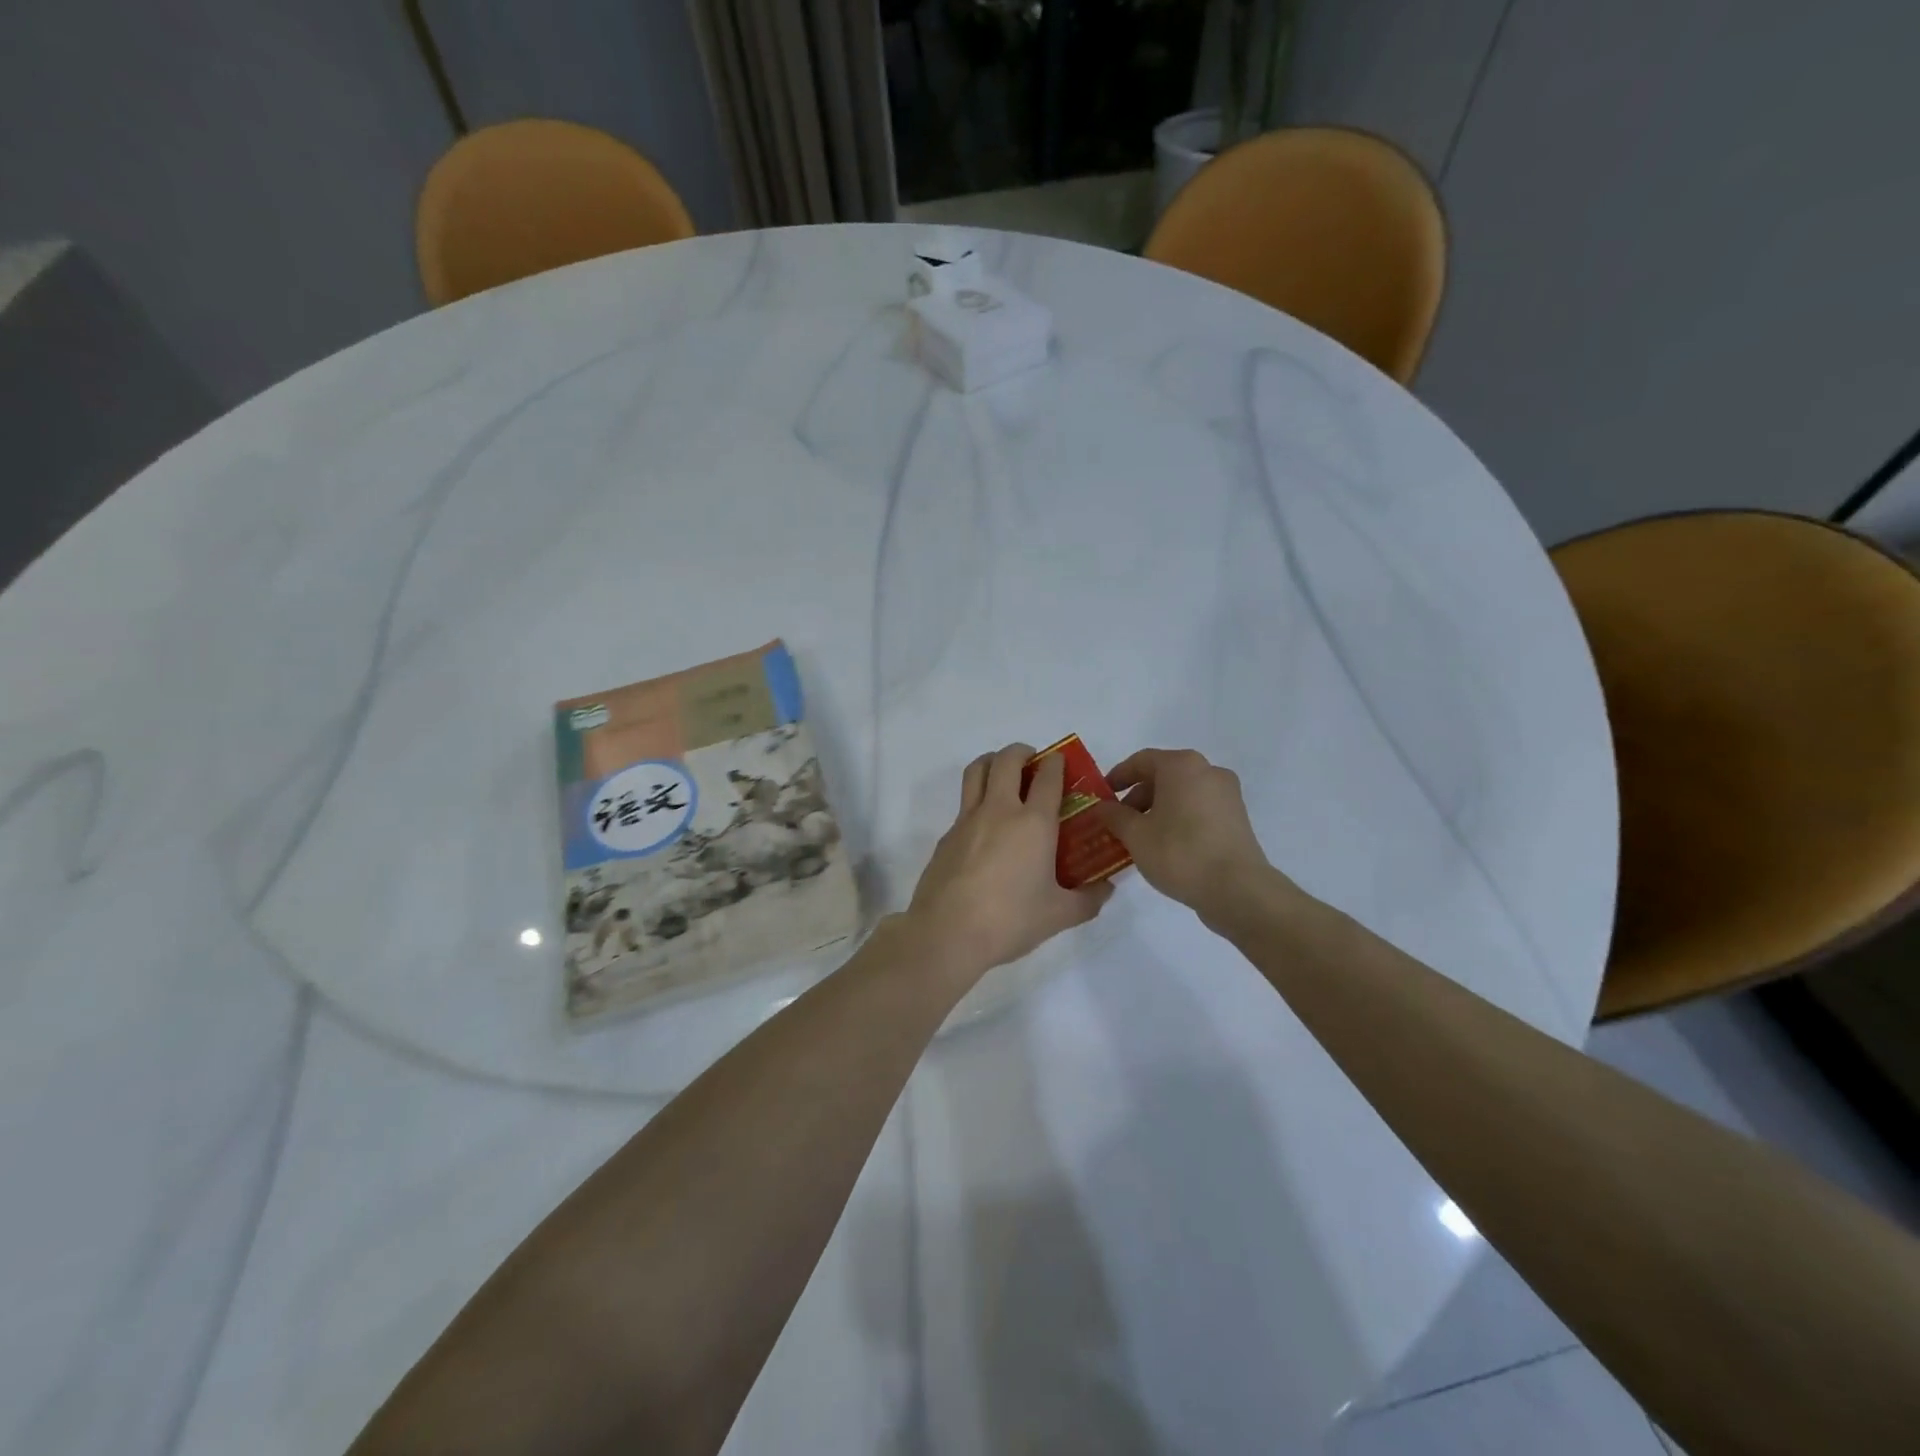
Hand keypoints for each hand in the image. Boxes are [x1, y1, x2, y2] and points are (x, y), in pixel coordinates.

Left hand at [905, 743, 1114, 978]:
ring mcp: (967, 820)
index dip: (1057, 763)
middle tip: (1033, 762)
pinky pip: (963, 804)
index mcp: (1033, 823)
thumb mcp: (1059, 915)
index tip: (1061, 762)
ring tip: (1003, 773)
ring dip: (992, 762)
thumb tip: (1107, 889)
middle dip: (1022, 752)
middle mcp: (999, 810)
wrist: (946, 933)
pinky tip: (985, 828)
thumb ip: (1088, 900)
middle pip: (1006, 760)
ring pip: (976, 771)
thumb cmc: (1010, 920)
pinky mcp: (946, 836)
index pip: (1048, 777)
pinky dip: (976, 800)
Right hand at [1095, 748, 1284, 926]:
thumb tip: (1102, 807)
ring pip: (1182, 793)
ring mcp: (1227, 794)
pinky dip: (1179, 818)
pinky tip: (1166, 844)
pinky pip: (1199, 808)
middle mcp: (1208, 771)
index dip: (1117, 776)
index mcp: (1182, 765)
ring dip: (1158, 809)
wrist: (1237, 889)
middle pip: (1163, 775)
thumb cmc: (1179, 852)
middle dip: (1137, 797)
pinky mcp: (1237, 818)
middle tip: (1119, 821)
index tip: (1102, 796)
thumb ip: (1114, 816)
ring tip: (1140, 837)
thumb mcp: (1135, 835)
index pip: (1141, 761)